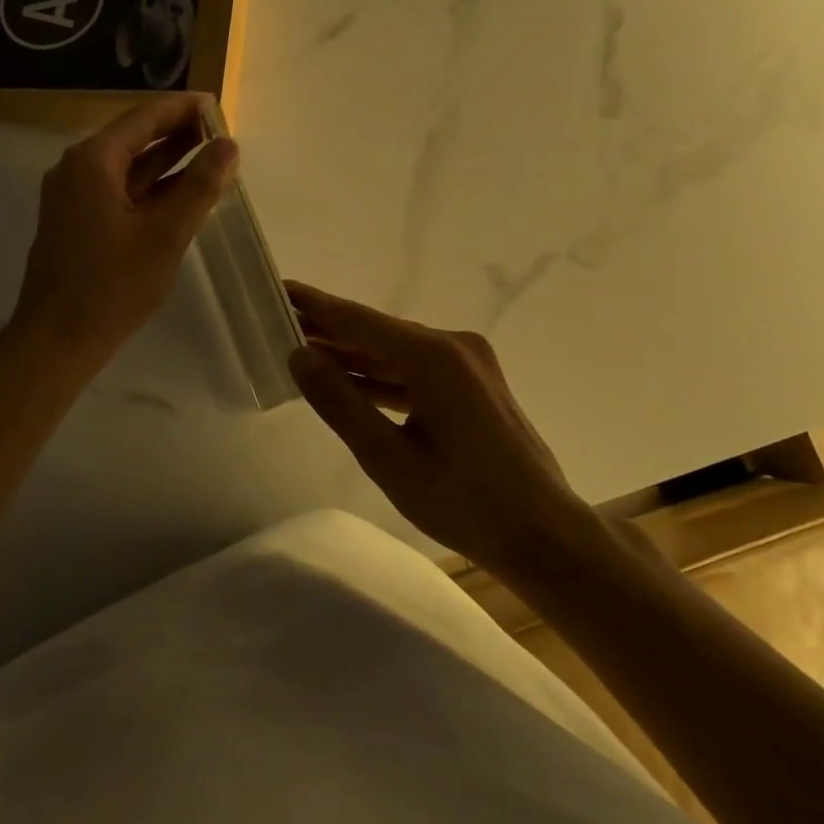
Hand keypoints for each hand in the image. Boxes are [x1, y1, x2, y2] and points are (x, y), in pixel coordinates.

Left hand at [9, 94, 237, 373]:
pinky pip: (118, 191)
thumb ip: (199, 187)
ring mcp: (73, 196)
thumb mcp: (165, 235)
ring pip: (127, 167)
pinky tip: (181, 192)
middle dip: (176, 133)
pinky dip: (150, 188)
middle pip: (134, 138)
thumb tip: (228, 145)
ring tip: (210, 155)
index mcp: (93, 161)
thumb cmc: (112, 286)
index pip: (144, 117)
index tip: (217, 105)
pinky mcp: (76, 221)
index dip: (182, 108)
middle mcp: (77, 169)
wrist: (56, 340)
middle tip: (220, 132)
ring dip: (166, 160)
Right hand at [287, 283, 587, 574]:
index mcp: (434, 357)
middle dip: (328, 329)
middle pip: (376, 331)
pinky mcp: (472, 383)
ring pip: (394, 351)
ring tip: (301, 348)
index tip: (278, 287)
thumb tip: (299, 356)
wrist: (545, 536)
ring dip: (352, 354)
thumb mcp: (390, 459)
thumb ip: (341, 403)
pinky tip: (346, 378)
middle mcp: (453, 346)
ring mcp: (467, 363)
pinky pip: (414, 370)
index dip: (315, 305)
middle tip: (278, 321)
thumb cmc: (466, 504)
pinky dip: (380, 375)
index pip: (358, 321)